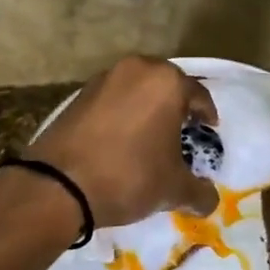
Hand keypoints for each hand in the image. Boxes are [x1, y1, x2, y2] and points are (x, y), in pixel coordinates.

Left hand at [25, 56, 218, 227]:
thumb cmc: (129, 176)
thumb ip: (200, 192)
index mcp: (166, 82)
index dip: (206, 115)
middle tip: (182, 131)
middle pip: (166, 86)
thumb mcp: (173, 189)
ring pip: (136, 90)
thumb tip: (210, 199)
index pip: (198, 95)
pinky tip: (121, 139)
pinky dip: (121, 114)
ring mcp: (103, 79)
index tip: (208, 130)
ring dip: (146, 109)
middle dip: (176, 107)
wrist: (59, 185)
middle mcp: (136, 69)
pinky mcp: (77, 94)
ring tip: (150, 136)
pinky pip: (112, 100)